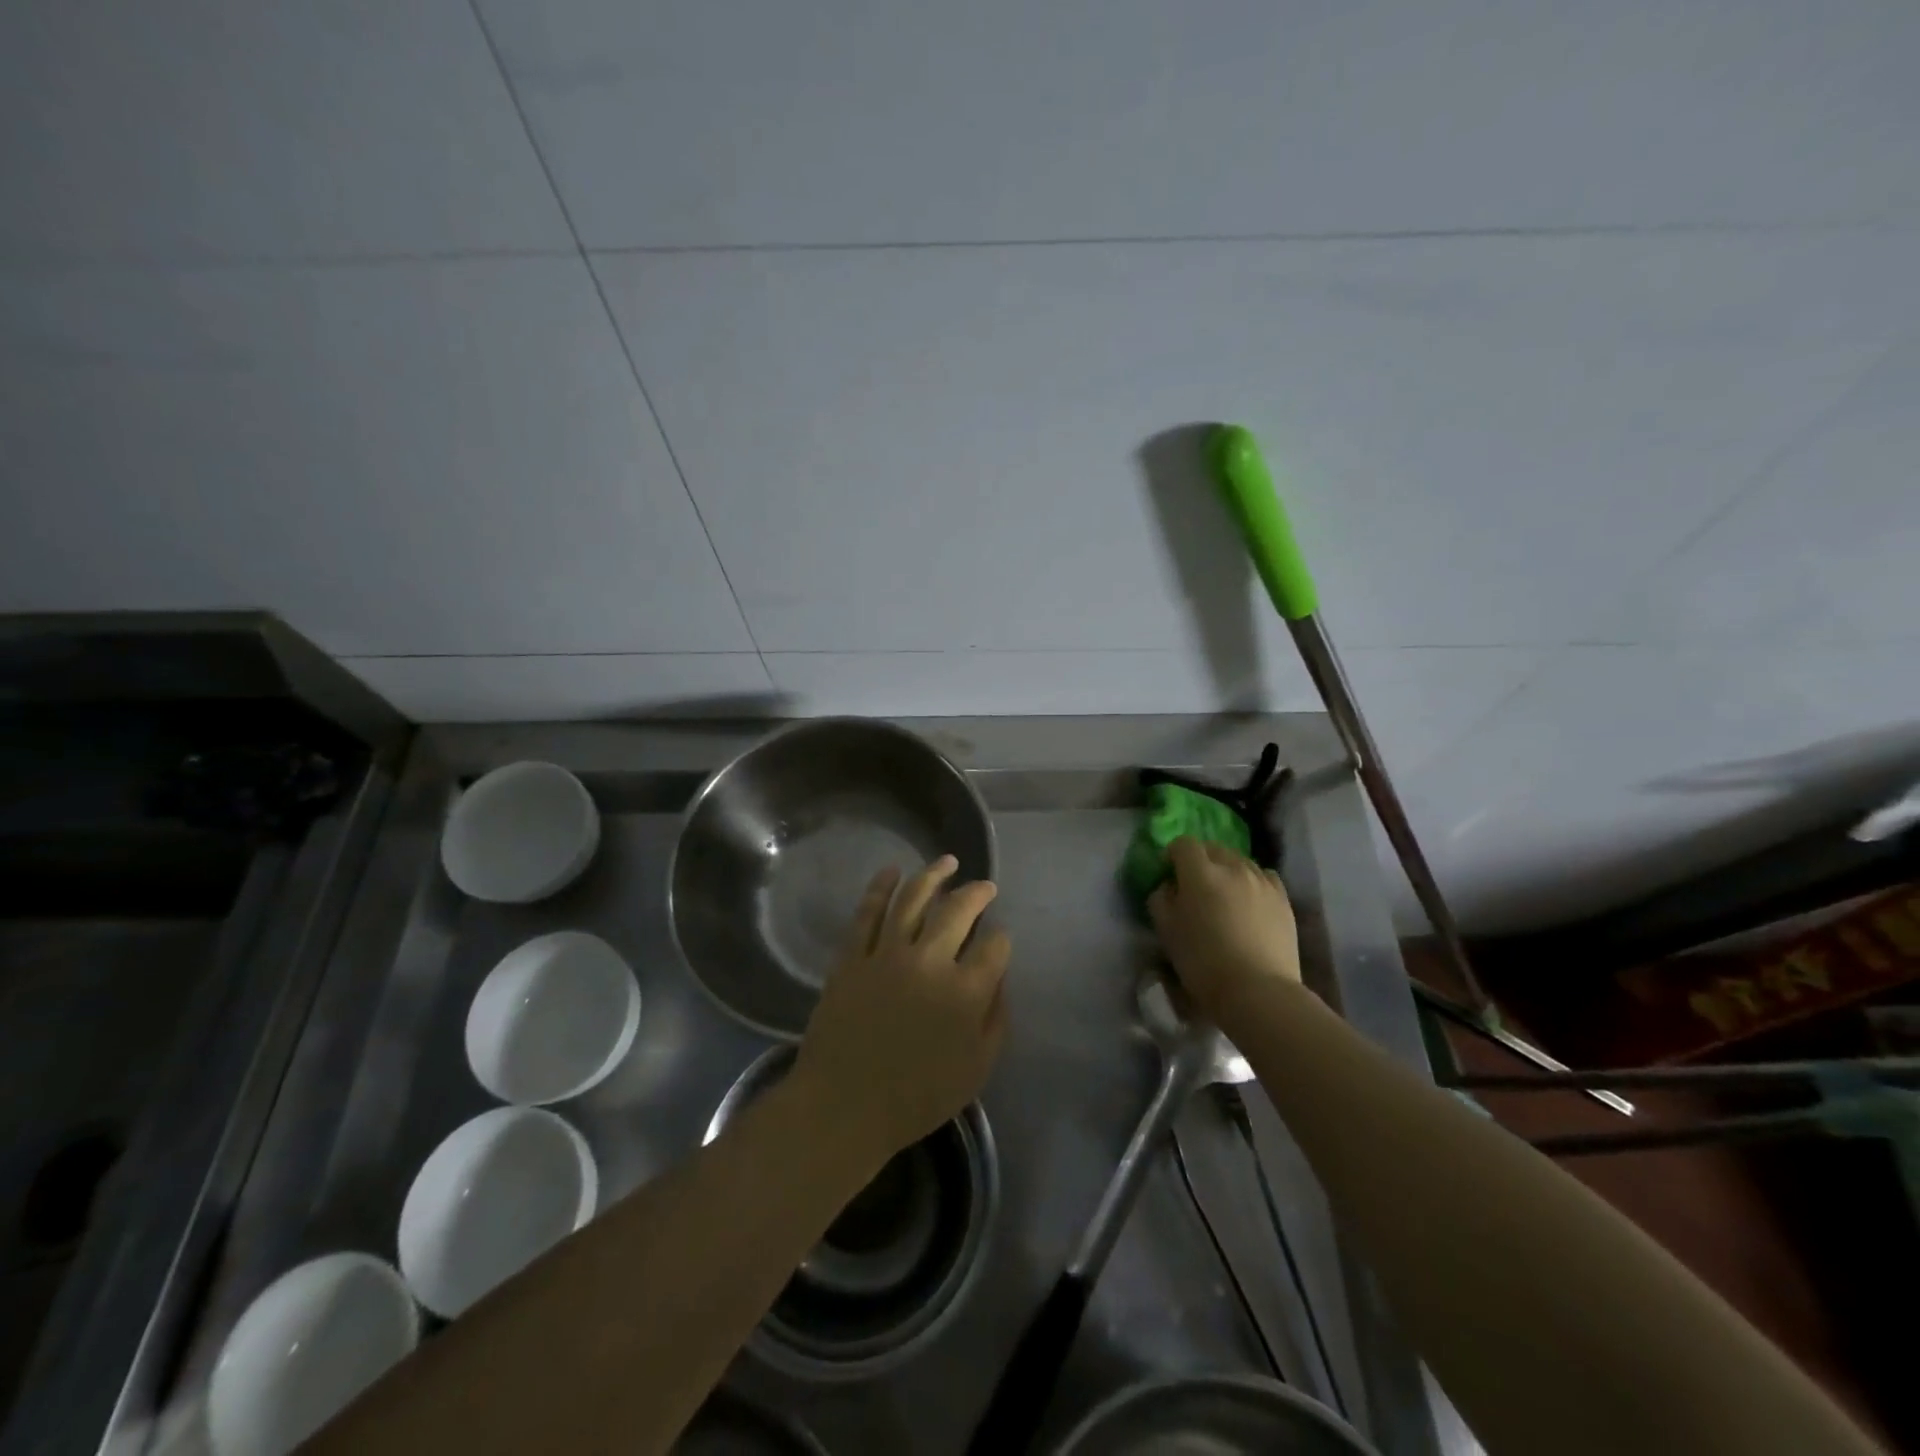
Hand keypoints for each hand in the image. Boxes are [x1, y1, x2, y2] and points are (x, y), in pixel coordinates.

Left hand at [791, 856, 1011, 1160]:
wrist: (843, 1106)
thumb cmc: (916, 1097)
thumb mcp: (976, 1069)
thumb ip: (996, 1019)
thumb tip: (998, 978)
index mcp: (965, 991)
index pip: (995, 945)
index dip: (1001, 938)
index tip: (999, 939)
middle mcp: (930, 961)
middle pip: (958, 910)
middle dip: (977, 893)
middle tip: (985, 886)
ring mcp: (887, 954)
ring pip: (913, 899)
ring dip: (933, 875)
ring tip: (947, 861)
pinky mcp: (852, 956)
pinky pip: (867, 912)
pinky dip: (880, 887)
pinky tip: (892, 871)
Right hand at [1147, 836, 1300, 1021]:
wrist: (1258, 991)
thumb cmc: (1203, 962)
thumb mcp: (1166, 931)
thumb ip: (1160, 899)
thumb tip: (1168, 886)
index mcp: (1200, 872)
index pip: (1183, 844)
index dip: (1172, 855)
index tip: (1169, 875)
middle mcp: (1233, 867)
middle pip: (1213, 848)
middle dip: (1200, 860)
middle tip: (1195, 887)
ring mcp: (1262, 881)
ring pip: (1239, 861)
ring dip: (1227, 870)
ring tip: (1224, 896)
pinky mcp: (1283, 899)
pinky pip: (1263, 876)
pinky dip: (1252, 881)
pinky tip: (1249, 901)